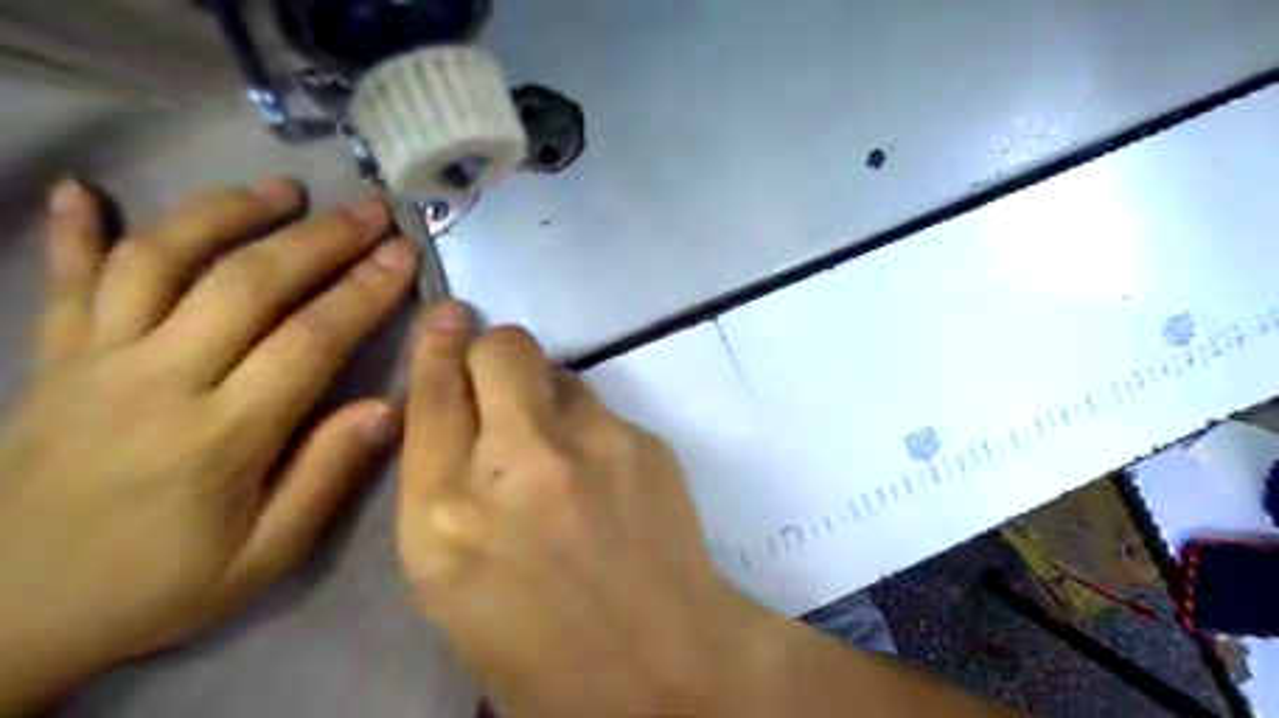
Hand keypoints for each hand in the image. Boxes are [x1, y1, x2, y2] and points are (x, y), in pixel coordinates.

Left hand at [0, 177, 419, 713]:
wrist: (2, 617)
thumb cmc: (156, 585)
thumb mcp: (264, 556)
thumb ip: (327, 476)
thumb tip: (389, 408)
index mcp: (221, 435)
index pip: (309, 340)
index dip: (363, 291)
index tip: (404, 255)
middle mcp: (158, 380)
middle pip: (248, 284)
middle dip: (320, 239)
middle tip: (371, 209)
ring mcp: (97, 361)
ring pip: (163, 261)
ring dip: (227, 213)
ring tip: (281, 188)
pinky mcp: (52, 359)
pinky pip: (64, 281)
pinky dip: (74, 231)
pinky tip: (86, 189)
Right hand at [397, 304, 1037, 717]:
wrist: (660, 664)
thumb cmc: (539, 645)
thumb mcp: (453, 580)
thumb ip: (449, 490)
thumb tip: (468, 421)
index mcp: (444, 516)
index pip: (431, 395)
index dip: (436, 346)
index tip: (446, 316)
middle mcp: (515, 464)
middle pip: (501, 349)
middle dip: (494, 350)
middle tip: (502, 377)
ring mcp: (589, 444)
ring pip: (558, 371)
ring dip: (547, 395)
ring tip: (563, 449)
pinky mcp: (642, 440)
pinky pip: (601, 406)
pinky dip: (590, 427)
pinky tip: (605, 475)